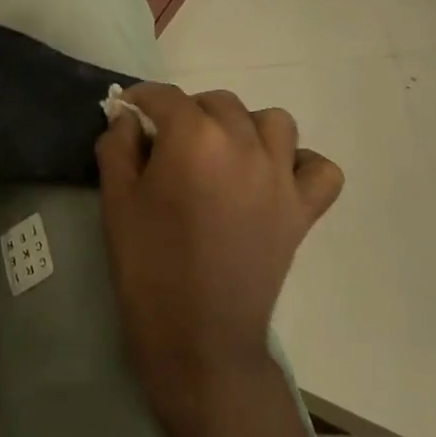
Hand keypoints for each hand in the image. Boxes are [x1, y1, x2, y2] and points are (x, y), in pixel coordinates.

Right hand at [95, 84, 343, 436]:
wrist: (198, 339)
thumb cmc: (148, 267)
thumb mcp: (116, 201)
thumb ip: (118, 146)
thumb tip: (128, 120)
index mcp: (194, 139)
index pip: (165, 97)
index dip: (141, 101)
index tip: (128, 116)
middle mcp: (244, 144)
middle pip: (217, 102)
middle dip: (187, 114)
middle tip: (167, 147)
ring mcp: (281, 176)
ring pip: (272, 122)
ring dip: (243, 128)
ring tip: (220, 156)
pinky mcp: (303, 209)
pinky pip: (319, 168)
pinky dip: (300, 163)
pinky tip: (272, 178)